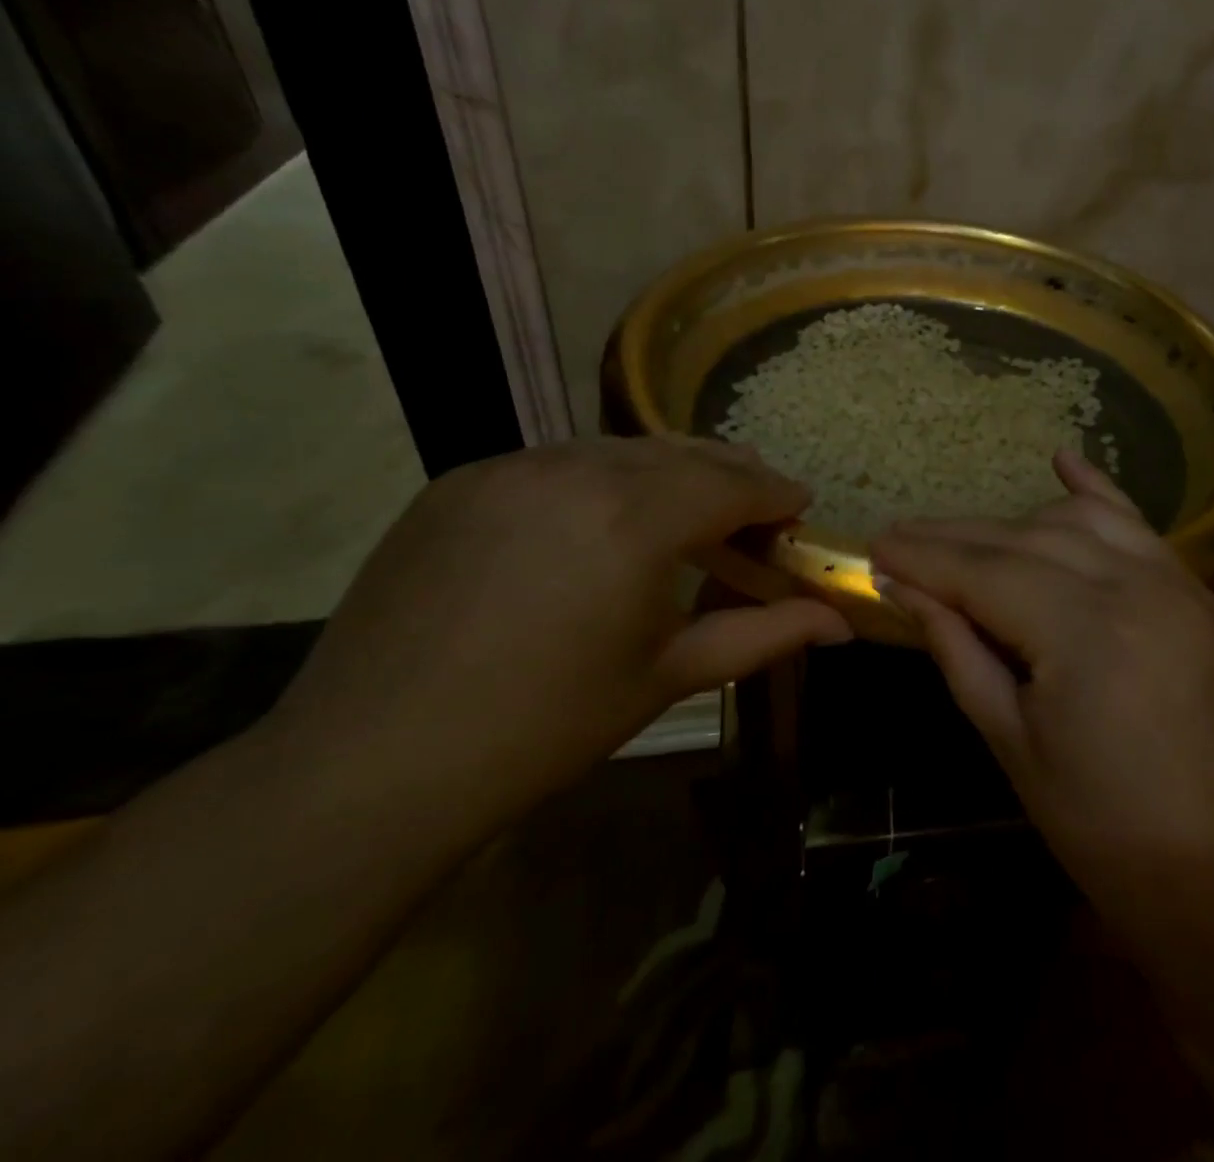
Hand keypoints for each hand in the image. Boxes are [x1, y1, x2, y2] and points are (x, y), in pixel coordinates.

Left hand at [263, 437, 850, 836]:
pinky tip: (601, 523)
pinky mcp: (462, 480)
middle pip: (682, 453)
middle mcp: (576, 470)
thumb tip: (843, 623)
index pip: (734, 483)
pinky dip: (602, 480)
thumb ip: (766, 634)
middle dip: (730, 474)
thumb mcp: (669, 676)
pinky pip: (558, 462)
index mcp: (636, 520)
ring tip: (686, 512)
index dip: (776, 492)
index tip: (800, 504)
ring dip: (668, 472)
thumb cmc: (546, 728)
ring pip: (620, 450)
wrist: (370, 765)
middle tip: (756, 506)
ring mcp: (511, 467)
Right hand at [870, 449, 1213, 910]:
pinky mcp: (1193, 590)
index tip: (874, 546)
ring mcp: (1171, 580)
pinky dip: (1094, 493)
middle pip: (1021, 540)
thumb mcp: (1011, 739)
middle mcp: (1130, 584)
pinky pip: (1136, 524)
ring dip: (1010, 526)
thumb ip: (958, 649)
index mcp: (1082, 631)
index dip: (923, 557)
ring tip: (962, 541)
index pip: (982, 572)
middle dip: (953, 538)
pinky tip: (1062, 462)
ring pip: (1072, 524)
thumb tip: (903, 588)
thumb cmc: (1101, 824)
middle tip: (900, 538)